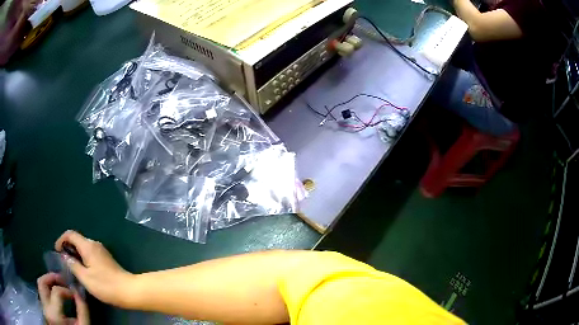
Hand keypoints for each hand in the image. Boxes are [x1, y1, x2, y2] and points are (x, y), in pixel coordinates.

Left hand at [37, 273, 88, 324]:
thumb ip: (82, 311)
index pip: (56, 291)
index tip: (76, 295)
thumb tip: (79, 293)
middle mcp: (45, 308)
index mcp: (54, 314)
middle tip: (64, 281)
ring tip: (61, 286)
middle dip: (52, 278)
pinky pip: (44, 293)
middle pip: (41, 282)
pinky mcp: (45, 309)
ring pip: (41, 285)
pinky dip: (50, 290)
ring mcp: (43, 308)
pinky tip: (59, 295)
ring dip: (50, 282)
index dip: (67, 290)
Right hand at [55, 230, 134, 307]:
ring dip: (75, 253)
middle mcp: (94, 244)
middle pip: (77, 239)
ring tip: (71, 266)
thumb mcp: (85, 277)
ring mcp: (101, 251)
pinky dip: (83, 257)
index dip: (61, 240)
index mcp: (88, 245)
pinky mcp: (106, 259)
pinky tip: (82, 269)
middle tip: (63, 260)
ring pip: (83, 247)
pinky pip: (90, 253)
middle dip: (68, 247)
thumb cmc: (106, 285)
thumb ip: (73, 265)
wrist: (129, 291)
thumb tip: (64, 256)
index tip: (57, 251)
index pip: (70, 234)